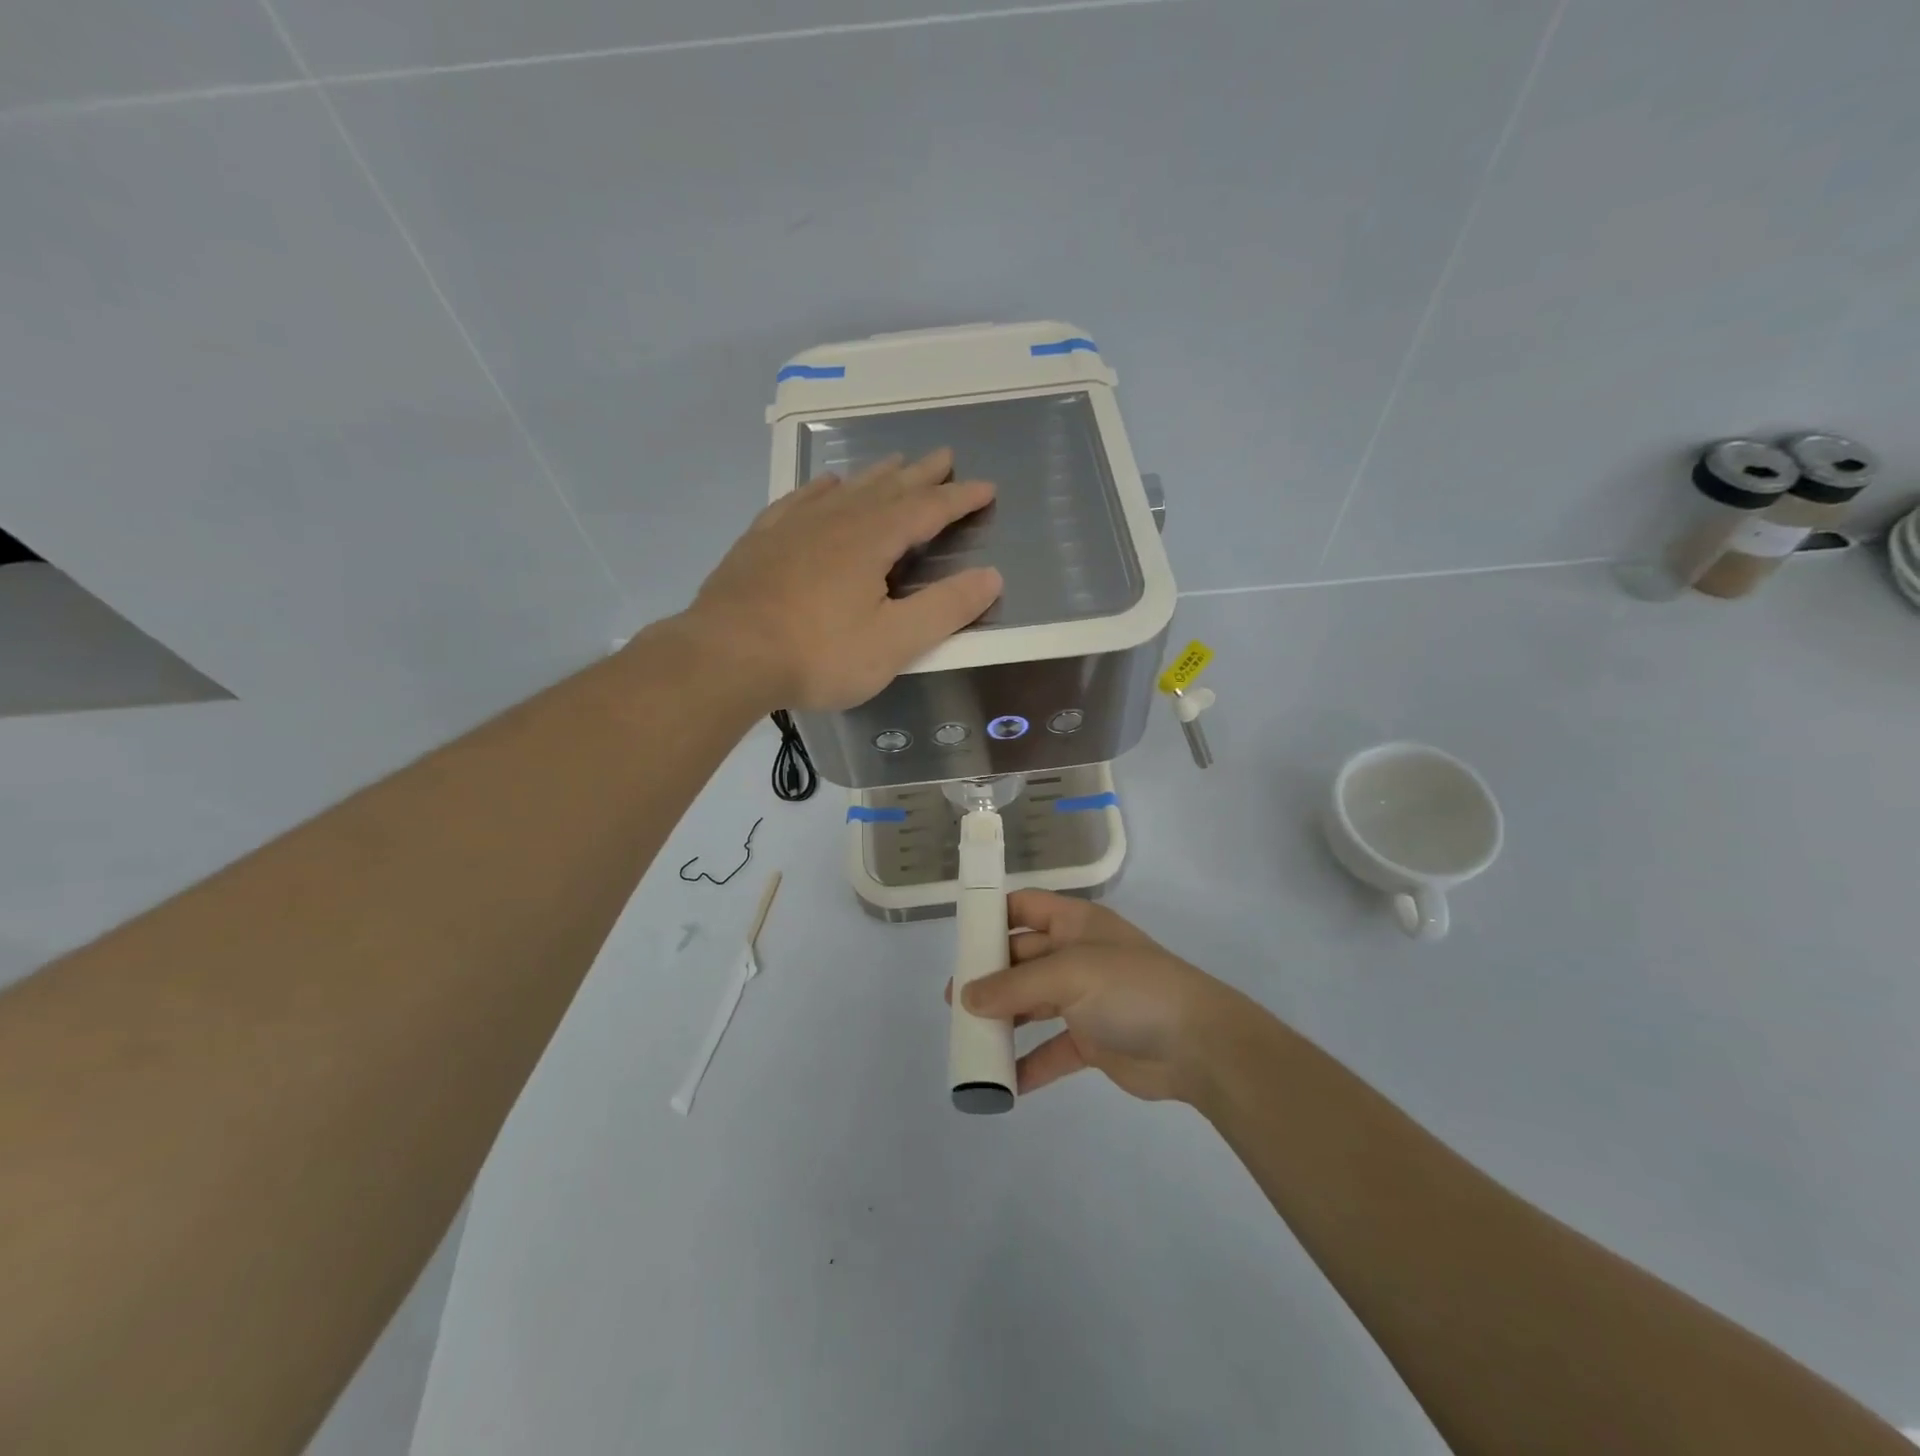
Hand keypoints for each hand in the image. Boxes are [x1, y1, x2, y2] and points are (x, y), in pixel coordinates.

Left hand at [679, 449, 1001, 711]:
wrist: (726, 656)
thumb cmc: (818, 654)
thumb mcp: (894, 642)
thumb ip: (945, 609)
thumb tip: (991, 576)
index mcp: (872, 540)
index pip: (927, 509)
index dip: (959, 499)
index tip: (986, 488)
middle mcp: (835, 520)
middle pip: (887, 488)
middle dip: (921, 475)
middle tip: (944, 456)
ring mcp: (793, 526)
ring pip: (845, 490)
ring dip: (875, 475)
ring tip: (894, 462)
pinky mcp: (761, 541)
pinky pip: (798, 500)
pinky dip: (821, 489)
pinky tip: (824, 487)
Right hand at [959, 891, 1247, 1104]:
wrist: (1199, 1045)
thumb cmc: (1132, 989)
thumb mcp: (1070, 975)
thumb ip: (1015, 985)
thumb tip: (966, 998)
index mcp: (1075, 924)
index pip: (1025, 907)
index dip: (993, 916)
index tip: (960, 939)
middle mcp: (1076, 956)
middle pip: (1021, 959)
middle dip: (989, 977)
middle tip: (955, 1003)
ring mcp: (1085, 1000)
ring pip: (1032, 1005)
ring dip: (1004, 1021)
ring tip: (969, 1040)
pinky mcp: (1092, 1041)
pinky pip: (1050, 1050)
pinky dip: (1028, 1063)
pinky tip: (1002, 1082)